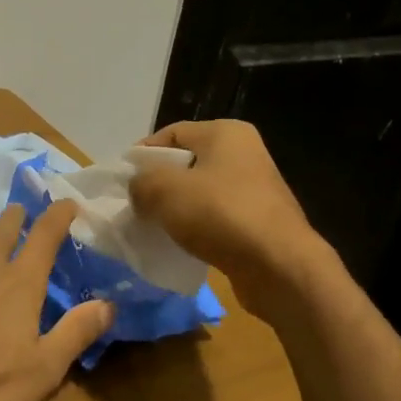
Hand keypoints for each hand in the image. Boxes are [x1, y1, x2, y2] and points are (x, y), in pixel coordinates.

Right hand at [128, 119, 327, 311]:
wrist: (279, 267)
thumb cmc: (220, 214)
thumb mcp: (164, 191)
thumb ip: (140, 182)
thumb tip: (138, 190)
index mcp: (225, 133)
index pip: (170, 134)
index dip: (141, 155)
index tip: (121, 182)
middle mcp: (244, 153)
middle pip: (185, 164)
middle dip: (157, 184)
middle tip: (133, 206)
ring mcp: (254, 189)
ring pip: (199, 193)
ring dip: (175, 209)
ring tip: (152, 227)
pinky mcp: (258, 221)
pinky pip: (214, 218)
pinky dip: (195, 228)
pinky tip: (179, 245)